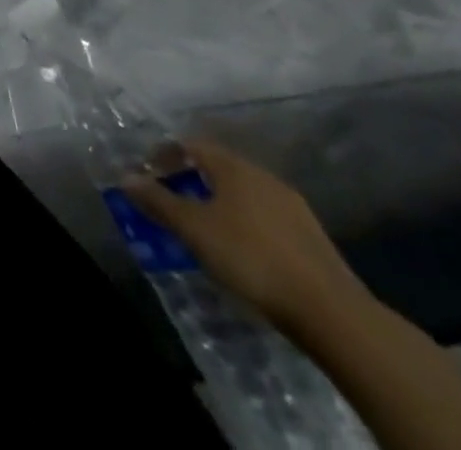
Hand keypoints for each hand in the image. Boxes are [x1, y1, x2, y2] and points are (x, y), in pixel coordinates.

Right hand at [125, 137, 368, 335]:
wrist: (334, 315)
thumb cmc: (252, 258)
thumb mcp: (194, 229)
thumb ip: (158, 201)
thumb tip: (125, 177)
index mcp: (234, 167)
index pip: (190, 145)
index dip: (164, 155)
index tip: (148, 175)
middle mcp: (264, 177)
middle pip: (217, 167)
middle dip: (190, 180)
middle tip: (170, 201)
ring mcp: (293, 208)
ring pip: (242, 194)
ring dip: (217, 203)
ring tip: (202, 228)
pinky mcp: (312, 239)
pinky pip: (264, 218)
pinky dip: (243, 224)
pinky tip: (240, 250)